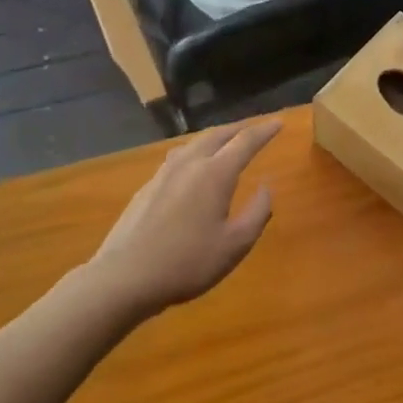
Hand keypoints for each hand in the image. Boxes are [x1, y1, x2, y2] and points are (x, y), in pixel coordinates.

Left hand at [79, 122, 278, 320]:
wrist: (123, 279)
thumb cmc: (186, 263)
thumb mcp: (235, 245)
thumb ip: (258, 212)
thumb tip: (267, 187)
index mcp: (215, 173)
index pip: (246, 141)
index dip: (265, 131)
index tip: (279, 123)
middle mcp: (190, 163)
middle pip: (218, 134)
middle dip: (240, 129)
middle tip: (256, 129)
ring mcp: (164, 173)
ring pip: (195, 143)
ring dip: (216, 137)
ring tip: (226, 142)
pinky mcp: (147, 187)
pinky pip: (179, 156)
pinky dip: (196, 151)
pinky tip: (193, 166)